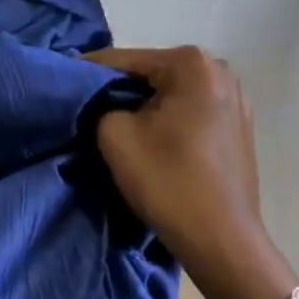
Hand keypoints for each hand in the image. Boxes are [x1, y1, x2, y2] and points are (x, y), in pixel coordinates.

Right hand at [88, 47, 278, 298]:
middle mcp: (220, 72)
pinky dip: (167, 121)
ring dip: (143, 106)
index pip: (124, 60)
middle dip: (118, 89)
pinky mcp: (239, 129)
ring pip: (172, 95)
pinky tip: (150, 140)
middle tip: (85, 107)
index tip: (59, 80)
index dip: (86, 72)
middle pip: (151, 74)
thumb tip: (106, 105)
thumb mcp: (114, 135)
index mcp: (192, 64)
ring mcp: (236, 101)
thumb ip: (101, 106)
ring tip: (113, 124)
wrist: (220, 239)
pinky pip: (190, 113)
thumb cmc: (167, 180)